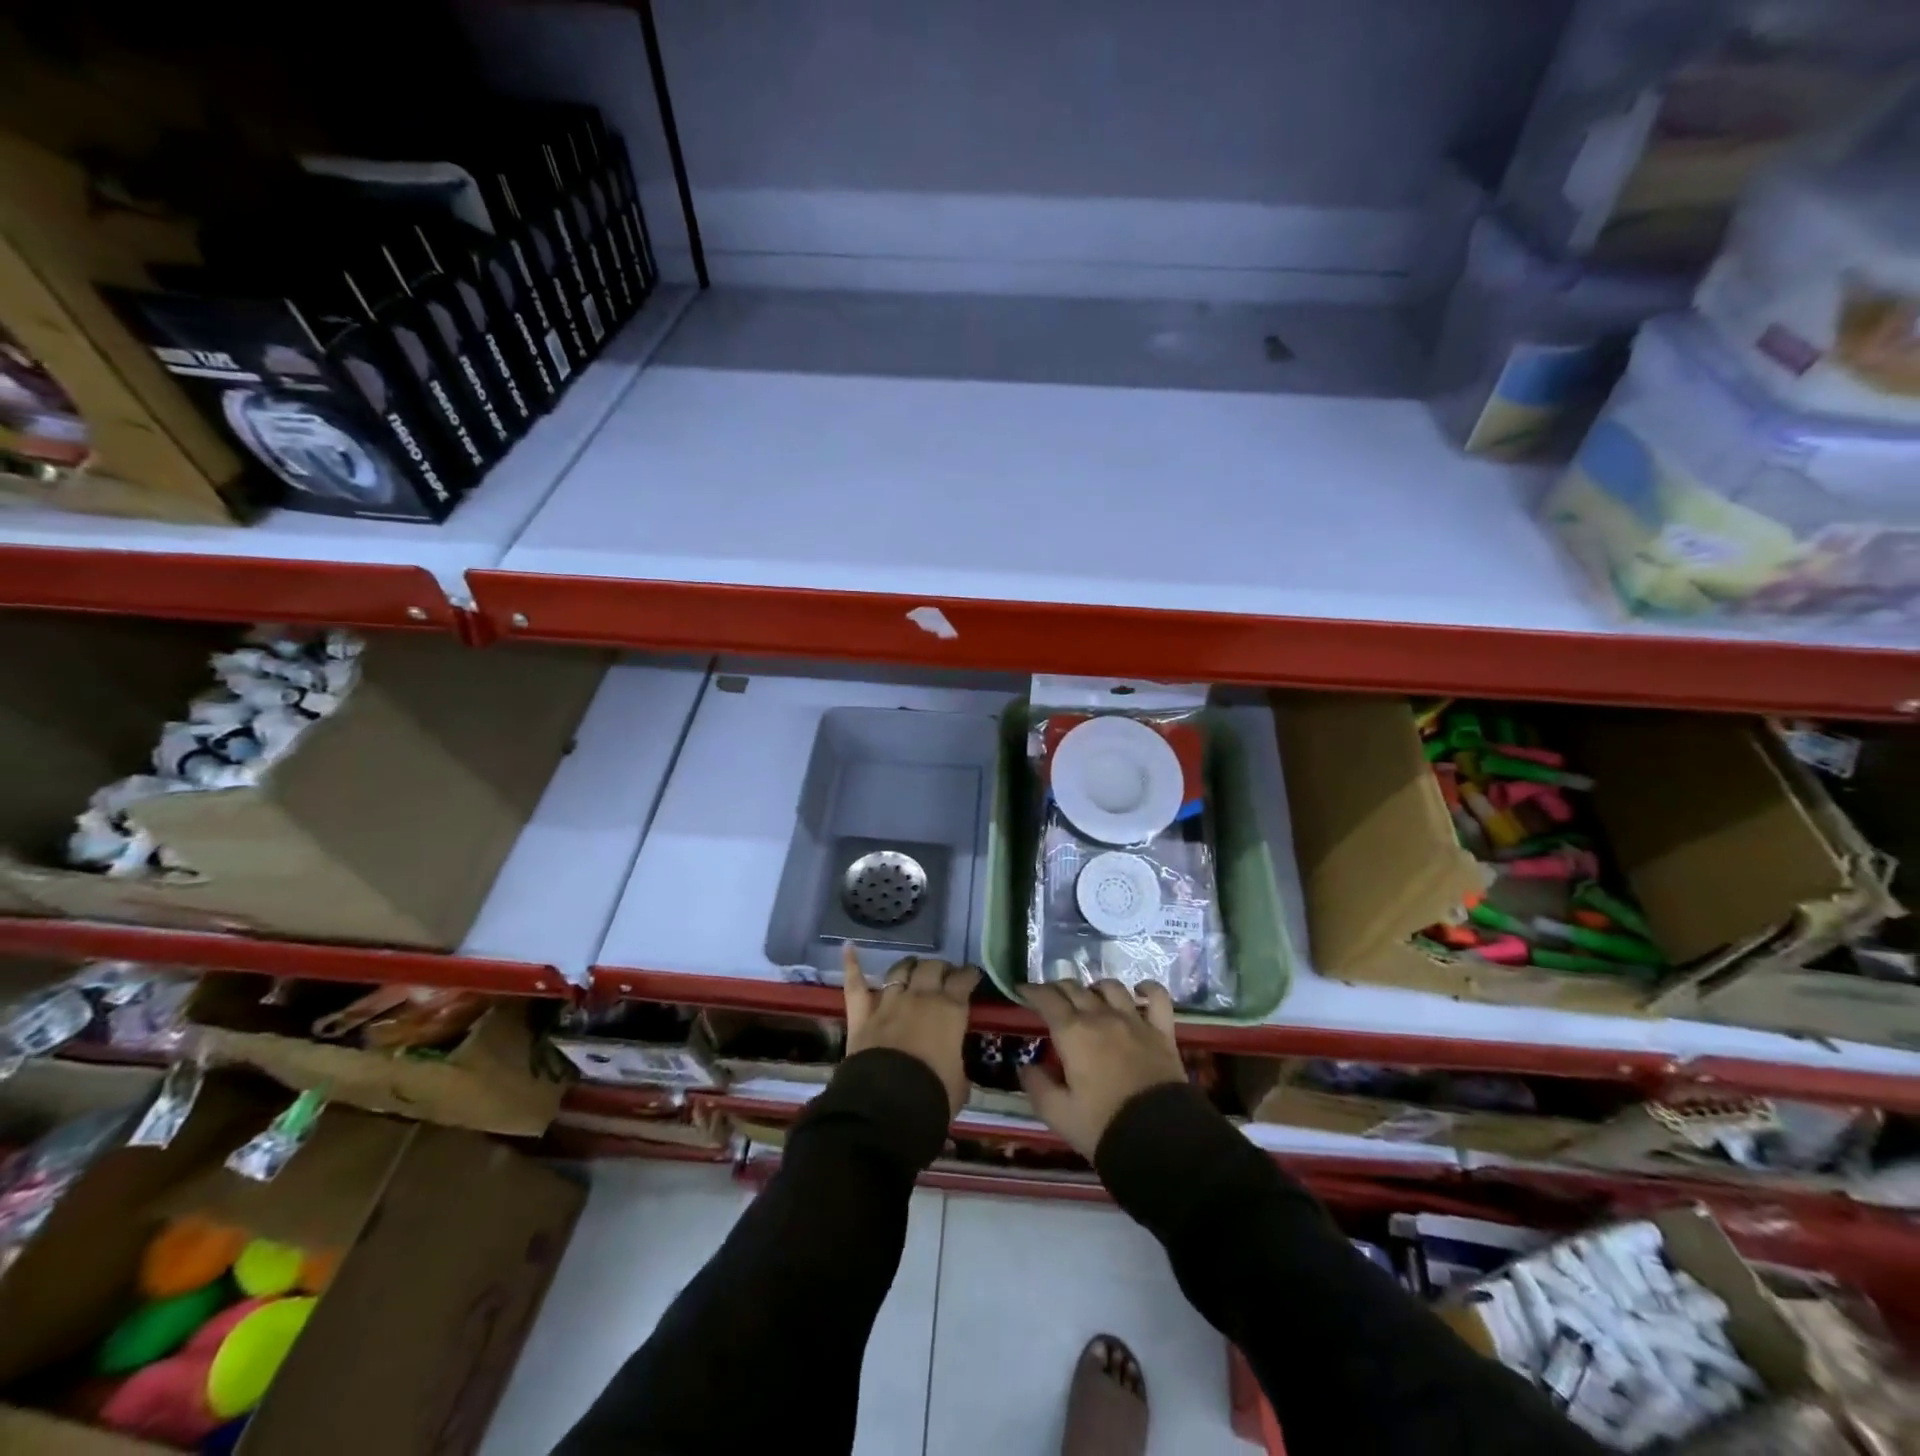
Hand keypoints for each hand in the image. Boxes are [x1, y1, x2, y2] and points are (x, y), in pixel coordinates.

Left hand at [841, 944, 979, 1116]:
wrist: (889, 1103)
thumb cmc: (933, 1094)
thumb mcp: (960, 1082)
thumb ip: (957, 1063)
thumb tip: (954, 1064)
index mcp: (950, 1010)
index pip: (963, 980)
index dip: (969, 975)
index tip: (971, 976)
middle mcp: (921, 997)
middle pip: (932, 968)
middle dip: (940, 968)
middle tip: (944, 975)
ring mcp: (889, 1002)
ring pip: (899, 971)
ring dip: (909, 966)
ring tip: (913, 967)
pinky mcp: (862, 1014)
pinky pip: (855, 985)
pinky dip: (852, 964)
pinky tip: (849, 948)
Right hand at [1017, 980, 1185, 1159]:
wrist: (1159, 1139)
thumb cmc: (1102, 1126)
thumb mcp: (1058, 1114)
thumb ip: (1037, 1087)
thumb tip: (1025, 1066)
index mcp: (1073, 1033)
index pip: (1047, 999)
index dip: (1032, 991)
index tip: (1022, 990)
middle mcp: (1101, 1017)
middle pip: (1075, 989)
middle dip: (1058, 988)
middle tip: (1049, 996)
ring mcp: (1134, 1021)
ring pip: (1111, 987)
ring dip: (1094, 987)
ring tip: (1089, 997)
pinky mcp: (1162, 1031)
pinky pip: (1157, 997)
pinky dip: (1147, 988)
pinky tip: (1138, 991)